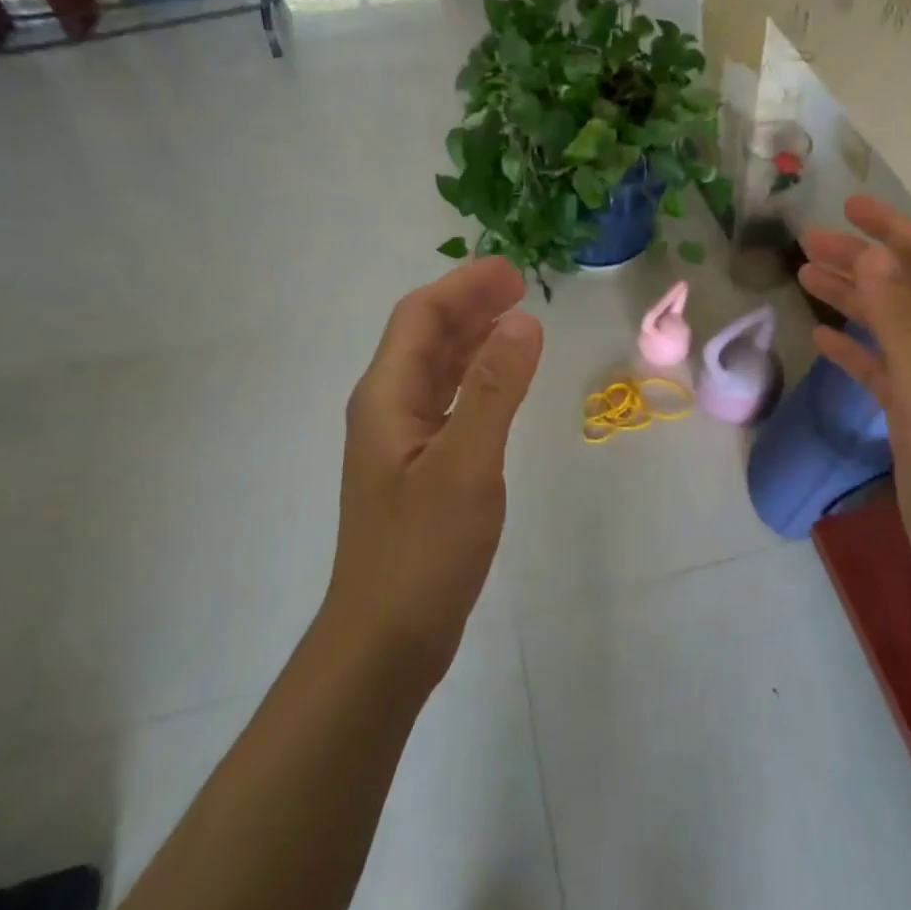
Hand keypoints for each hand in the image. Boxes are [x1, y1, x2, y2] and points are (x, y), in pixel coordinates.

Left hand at [324, 258, 544, 682]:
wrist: (386, 638)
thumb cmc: (423, 550)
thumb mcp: (466, 464)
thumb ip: (496, 390)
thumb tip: (524, 321)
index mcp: (387, 397)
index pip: (420, 318)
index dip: (464, 287)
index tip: (513, 271)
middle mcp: (388, 408)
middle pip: (425, 337)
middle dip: (470, 304)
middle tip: (521, 287)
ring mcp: (401, 439)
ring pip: (437, 369)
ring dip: (473, 338)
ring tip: (517, 320)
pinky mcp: (419, 467)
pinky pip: (448, 401)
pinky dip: (477, 378)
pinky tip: (503, 382)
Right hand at [798, 196, 910, 603]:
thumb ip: (900, 321)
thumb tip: (872, 252)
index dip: (893, 230)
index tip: (848, 208)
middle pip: (901, 289)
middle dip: (859, 260)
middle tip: (807, 243)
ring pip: (885, 326)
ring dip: (850, 298)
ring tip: (804, 278)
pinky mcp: (910, 419)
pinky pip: (876, 370)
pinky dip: (850, 349)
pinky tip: (820, 340)